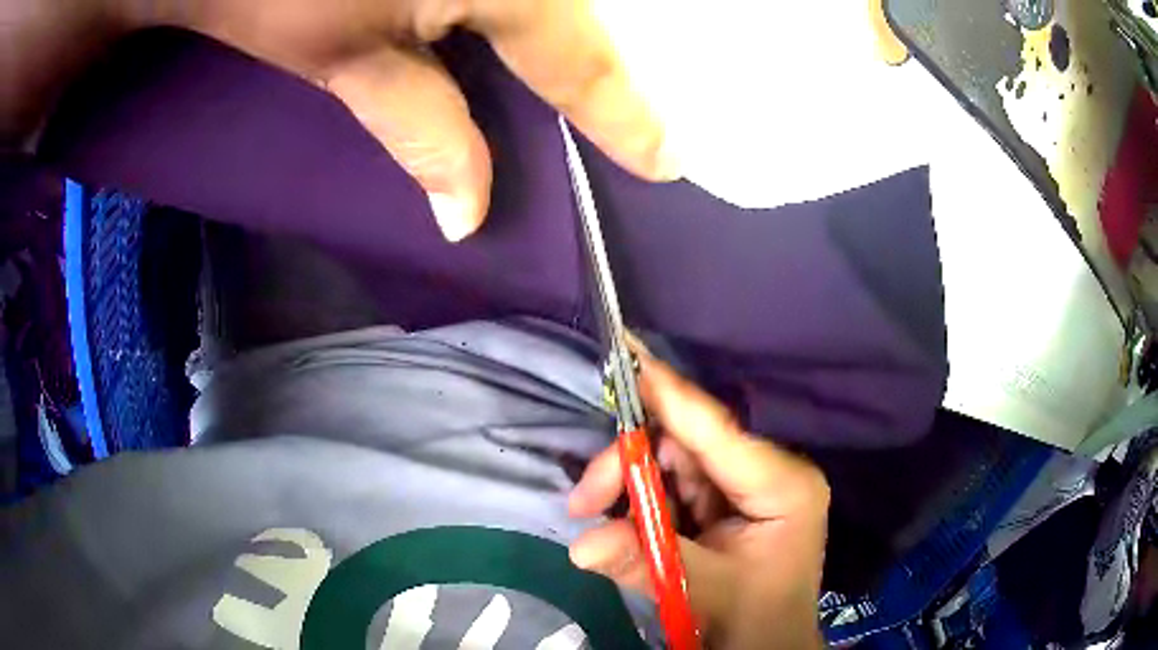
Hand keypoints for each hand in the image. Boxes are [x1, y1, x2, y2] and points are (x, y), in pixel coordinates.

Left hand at [1, 0, 675, 240]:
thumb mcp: (344, 60)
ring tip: (575, 107)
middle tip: (616, 135)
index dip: (625, 116)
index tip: (665, 161)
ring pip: (538, 10)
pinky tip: (504, 56)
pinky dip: (513, 31)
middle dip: (593, 87)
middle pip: (568, 31)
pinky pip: (502, 1)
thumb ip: (421, 128)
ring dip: (553, 57)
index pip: (582, 61)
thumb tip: (469, 213)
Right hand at [568, 346, 828, 649]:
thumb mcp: (702, 592)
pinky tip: (622, 521)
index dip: (667, 394)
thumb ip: (643, 563)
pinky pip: (674, 485)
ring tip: (595, 514)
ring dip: (630, 486)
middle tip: (585, 501)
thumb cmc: (754, 619)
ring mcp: (745, 485)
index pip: (715, 430)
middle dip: (629, 465)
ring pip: (673, 463)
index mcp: (782, 484)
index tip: (625, 354)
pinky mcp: (725, 502)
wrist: (766, 646)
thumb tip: (580, 545)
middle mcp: (766, 472)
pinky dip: (641, 500)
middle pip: (686, 444)